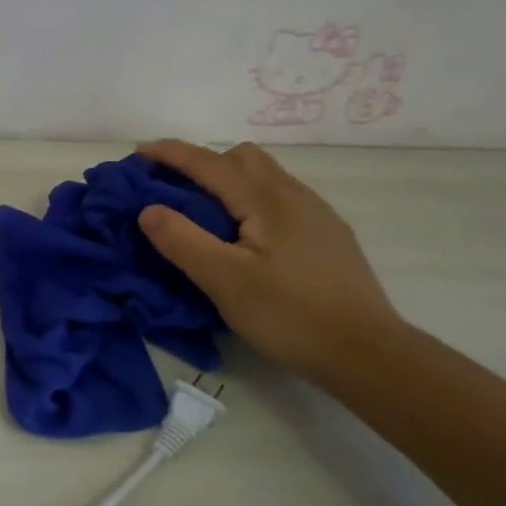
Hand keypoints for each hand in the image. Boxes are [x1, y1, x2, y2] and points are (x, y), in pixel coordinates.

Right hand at [136, 140, 401, 381]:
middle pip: (243, 158)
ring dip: (228, 181)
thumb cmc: (289, 316)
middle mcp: (295, 195)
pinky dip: (250, 200)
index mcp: (267, 200)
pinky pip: (280, 198)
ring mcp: (317, 214)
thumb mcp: (224, 282)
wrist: (366, 353)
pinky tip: (246, 238)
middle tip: (173, 190)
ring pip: (265, 177)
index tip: (139, 152)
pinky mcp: (328, 236)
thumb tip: (148, 209)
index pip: (210, 162)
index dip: (172, 154)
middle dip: (203, 163)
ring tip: (205, 214)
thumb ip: (182, 241)